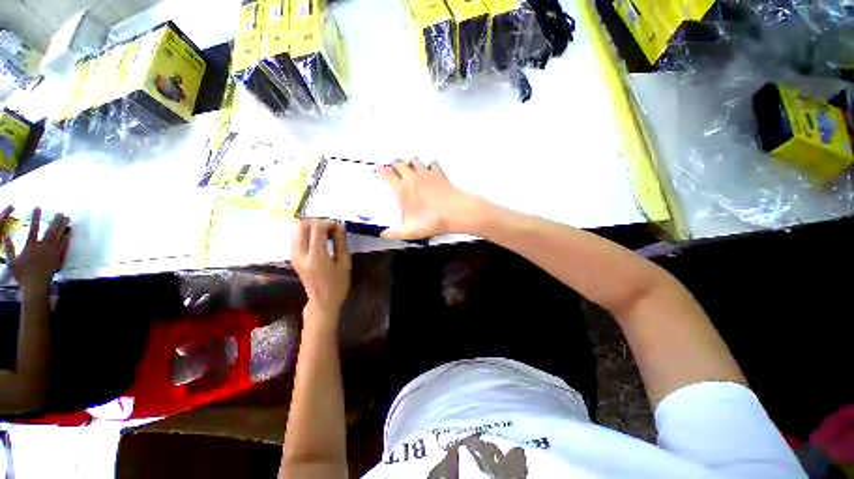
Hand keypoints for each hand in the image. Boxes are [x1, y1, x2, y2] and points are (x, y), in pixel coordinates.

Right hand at [3, 208, 70, 290]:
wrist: (35, 285)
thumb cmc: (22, 274)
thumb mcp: (12, 261)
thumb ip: (9, 249)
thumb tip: (5, 237)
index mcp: (31, 246)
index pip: (33, 228)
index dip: (35, 218)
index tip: (38, 208)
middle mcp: (43, 247)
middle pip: (51, 230)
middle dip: (56, 221)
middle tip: (62, 213)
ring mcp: (52, 252)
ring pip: (59, 236)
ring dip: (63, 227)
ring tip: (68, 219)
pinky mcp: (58, 257)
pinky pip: (64, 245)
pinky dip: (67, 237)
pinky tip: (70, 231)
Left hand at [291, 219, 350, 320]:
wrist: (322, 301)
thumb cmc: (338, 284)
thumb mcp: (344, 263)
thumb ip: (341, 242)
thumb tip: (340, 225)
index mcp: (315, 256)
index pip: (317, 228)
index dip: (329, 222)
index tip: (339, 226)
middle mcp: (300, 253)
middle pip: (302, 225)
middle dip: (318, 222)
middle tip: (331, 228)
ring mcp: (294, 255)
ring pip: (297, 229)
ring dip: (312, 227)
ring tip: (327, 233)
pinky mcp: (293, 257)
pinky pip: (298, 237)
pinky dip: (308, 233)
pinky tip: (320, 240)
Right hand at [377, 159, 480, 239]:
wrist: (456, 212)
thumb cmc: (431, 220)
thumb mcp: (411, 231)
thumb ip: (395, 233)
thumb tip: (383, 234)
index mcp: (402, 190)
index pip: (387, 174)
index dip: (381, 170)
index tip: (378, 169)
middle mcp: (412, 178)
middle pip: (399, 163)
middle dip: (394, 164)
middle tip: (393, 168)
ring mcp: (426, 173)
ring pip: (414, 160)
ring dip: (410, 163)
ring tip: (410, 169)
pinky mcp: (439, 173)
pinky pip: (432, 163)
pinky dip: (429, 165)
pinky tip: (430, 171)